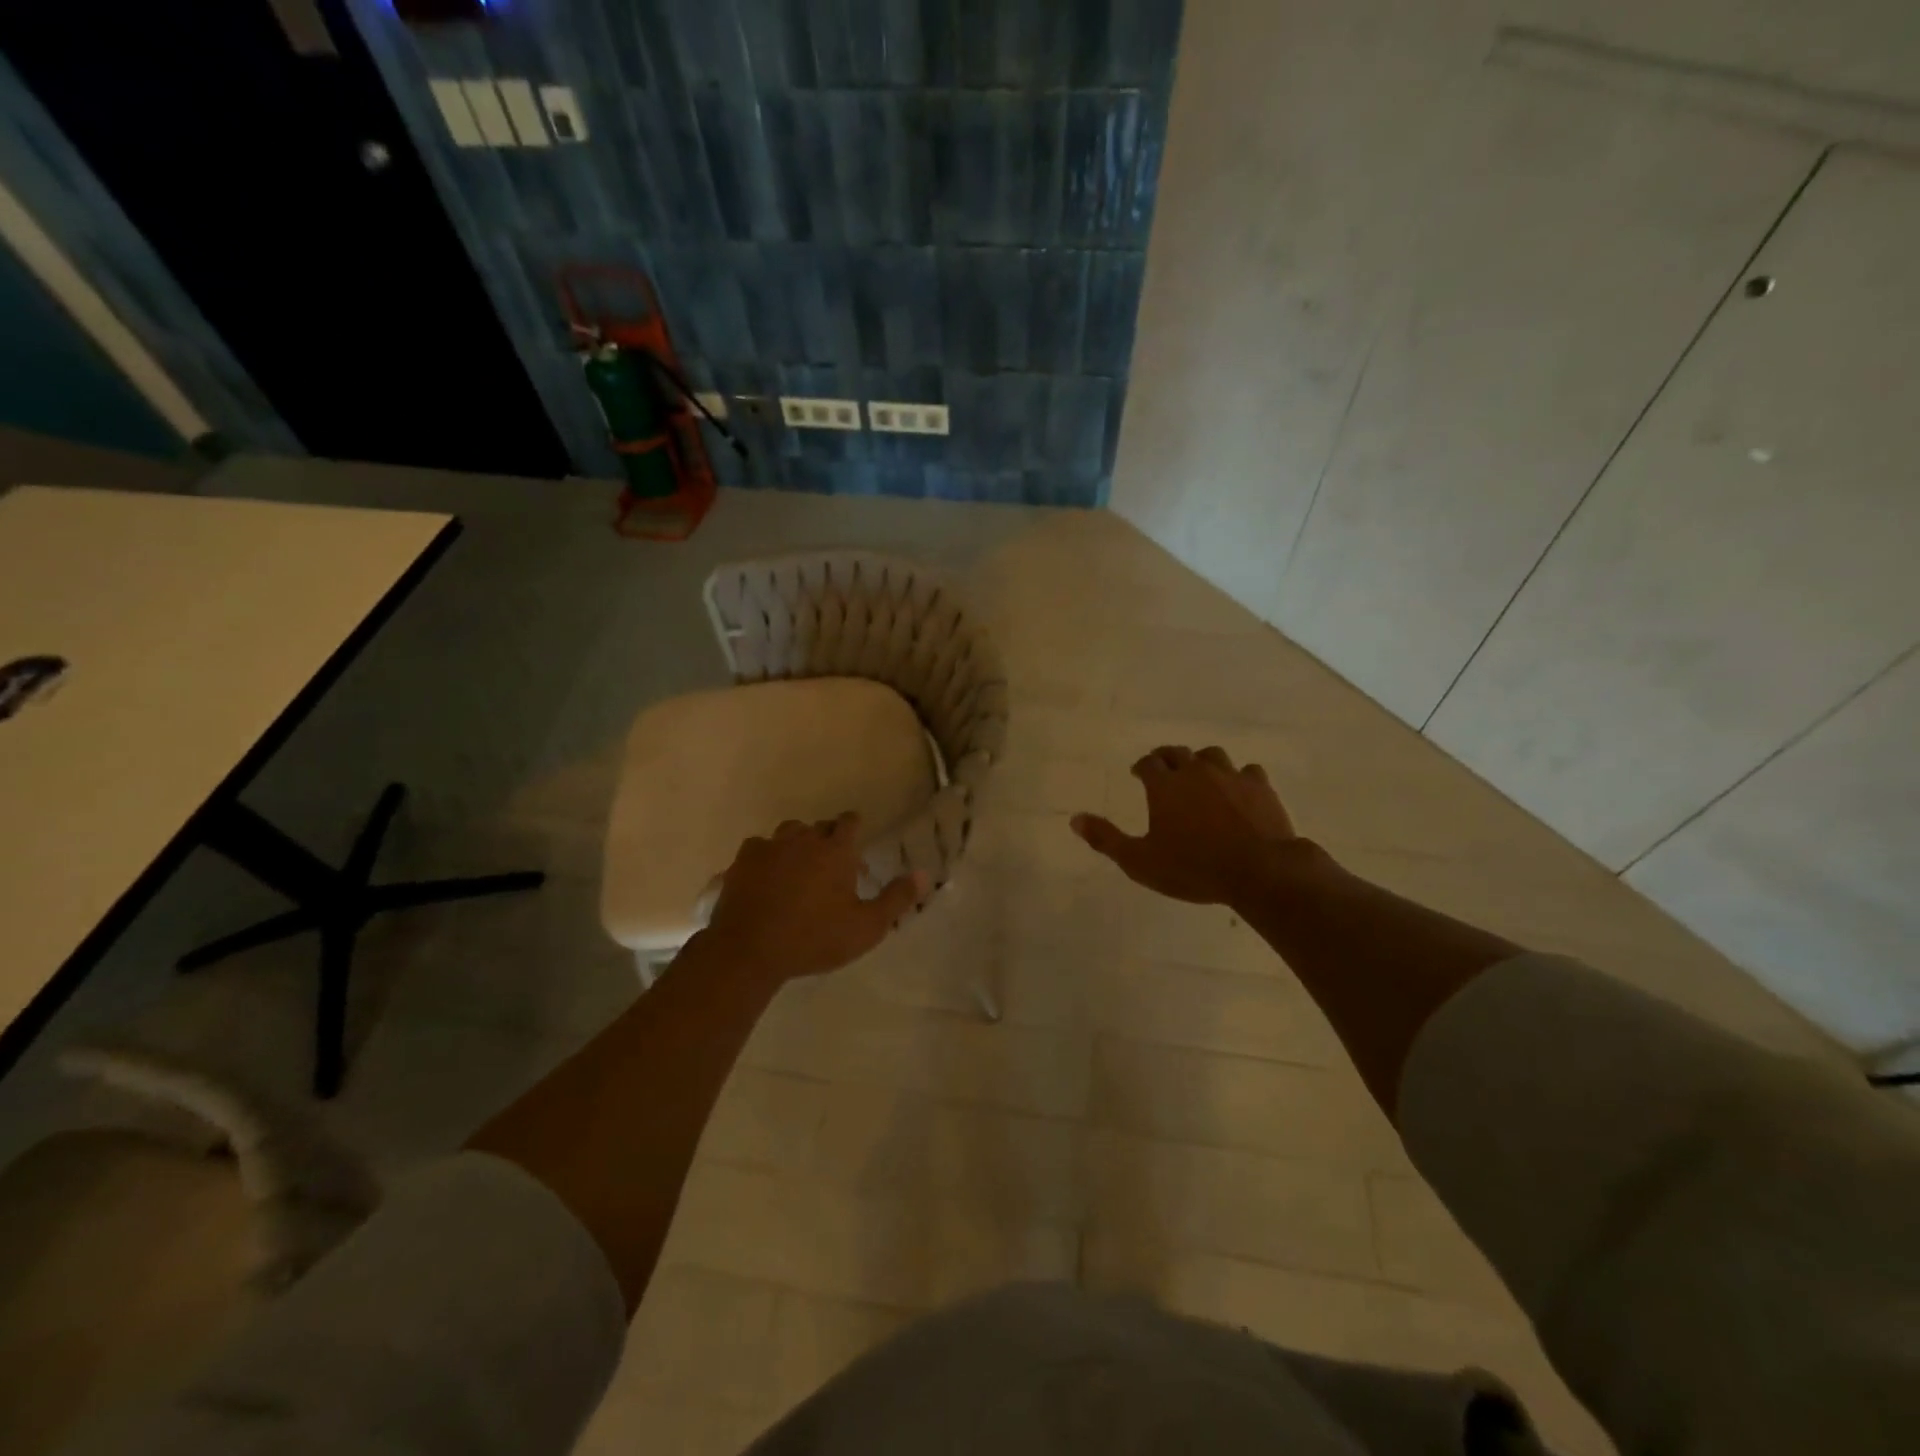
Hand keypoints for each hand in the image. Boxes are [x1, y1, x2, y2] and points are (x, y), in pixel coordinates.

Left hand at [698, 813, 925, 983]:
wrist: (750, 950)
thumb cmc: (815, 938)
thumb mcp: (866, 927)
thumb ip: (896, 899)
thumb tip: (924, 874)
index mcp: (836, 850)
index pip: (849, 822)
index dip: (854, 827)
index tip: (856, 842)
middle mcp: (803, 839)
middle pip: (819, 827)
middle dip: (828, 839)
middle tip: (833, 866)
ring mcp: (769, 847)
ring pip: (788, 833)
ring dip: (797, 844)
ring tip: (799, 868)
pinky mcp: (743, 861)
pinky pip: (759, 848)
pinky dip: (767, 857)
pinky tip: (767, 876)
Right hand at [1073, 745, 1300, 908]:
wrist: (1258, 871)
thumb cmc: (1193, 868)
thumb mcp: (1140, 861)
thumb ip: (1106, 839)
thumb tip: (1075, 819)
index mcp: (1165, 786)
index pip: (1148, 763)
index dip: (1141, 767)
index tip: (1137, 774)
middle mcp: (1196, 772)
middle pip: (1177, 753)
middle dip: (1166, 758)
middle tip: (1163, 769)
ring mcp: (1231, 776)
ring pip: (1212, 755)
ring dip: (1201, 762)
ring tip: (1199, 775)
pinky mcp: (1260, 787)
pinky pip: (1247, 772)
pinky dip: (1238, 777)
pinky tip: (1238, 790)